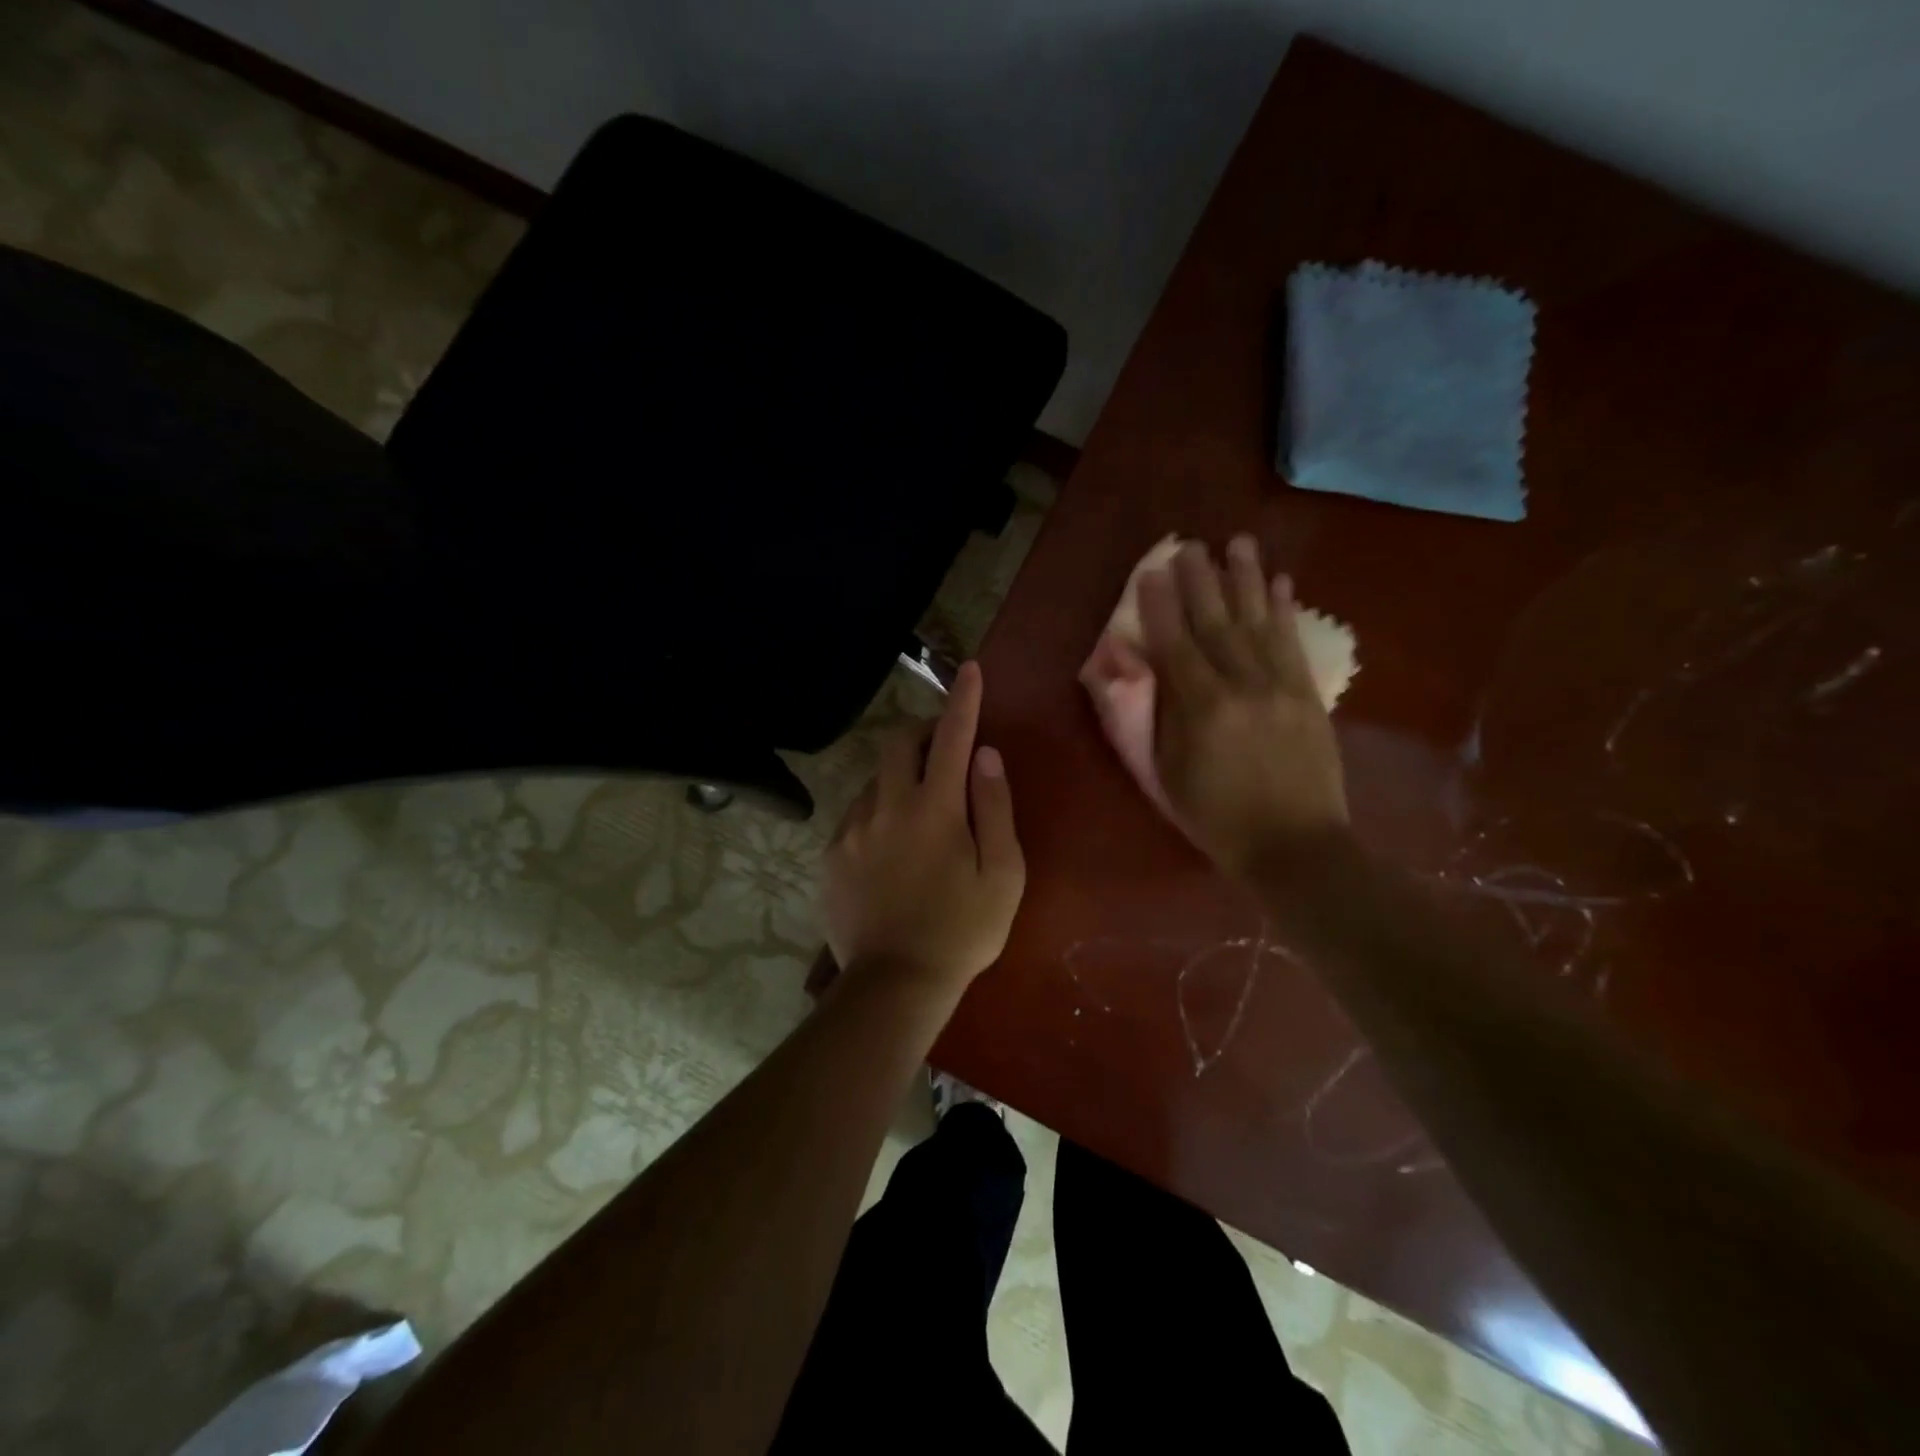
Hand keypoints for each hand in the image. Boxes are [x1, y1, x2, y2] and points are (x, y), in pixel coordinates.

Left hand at [824, 661, 1025, 995]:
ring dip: (900, 778)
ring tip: (920, 814)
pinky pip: (856, 813)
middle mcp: (887, 806)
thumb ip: (995, 808)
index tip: (970, 671)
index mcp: (935, 809)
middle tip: (944, 752)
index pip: (952, 737)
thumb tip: (986, 756)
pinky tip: (890, 847)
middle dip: (923, 733)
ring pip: (875, 778)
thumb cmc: (962, 931)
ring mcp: (853, 829)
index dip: (964, 700)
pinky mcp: (831, 854)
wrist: (894, 984)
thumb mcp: (1003, 874)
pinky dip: (878, 811)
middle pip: (898, 743)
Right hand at [1136, 535, 1349, 880]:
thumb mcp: (1166, 776)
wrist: (1295, 847)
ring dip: (1246, 579)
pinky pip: (1292, 643)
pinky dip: (1285, 611)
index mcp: (1200, 709)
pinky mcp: (1307, 695)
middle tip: (1189, 544)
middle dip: (1200, 580)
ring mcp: (1279, 687)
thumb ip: (1150, 720)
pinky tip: (1281, 582)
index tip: (1151, 572)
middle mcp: (1240, 686)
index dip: (1160, 606)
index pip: (1175, 644)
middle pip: (1216, 623)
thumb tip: (1135, 672)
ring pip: (1258, 622)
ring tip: (1237, 542)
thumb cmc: (1216, 818)